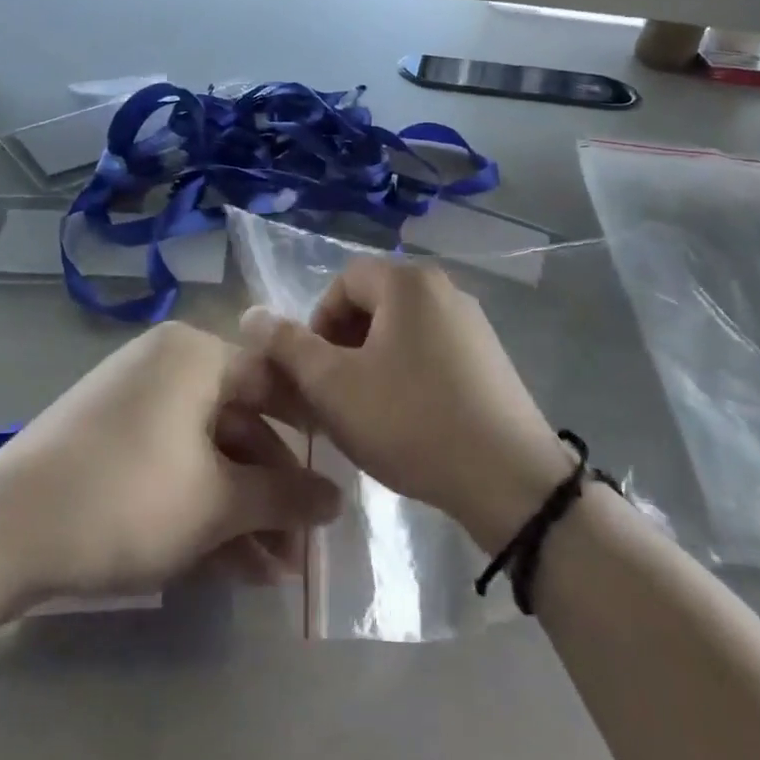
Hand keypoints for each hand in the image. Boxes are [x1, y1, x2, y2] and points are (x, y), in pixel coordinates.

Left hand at [0, 321, 341, 607]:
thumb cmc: (126, 498)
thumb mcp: (216, 501)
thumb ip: (284, 497)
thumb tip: (338, 501)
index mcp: (196, 354)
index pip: (273, 381)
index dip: (310, 432)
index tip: (338, 477)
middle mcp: (168, 366)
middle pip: (241, 424)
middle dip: (273, 492)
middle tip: (305, 547)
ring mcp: (136, 404)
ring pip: (208, 454)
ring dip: (242, 511)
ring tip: (275, 574)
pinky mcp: (111, 443)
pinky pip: (174, 466)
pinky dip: (202, 509)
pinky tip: (233, 566)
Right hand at [240, 258, 574, 553]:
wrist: (508, 478)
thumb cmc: (410, 420)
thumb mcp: (333, 385)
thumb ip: (287, 346)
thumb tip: (251, 313)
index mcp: (408, 282)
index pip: (343, 282)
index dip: (317, 323)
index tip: (315, 373)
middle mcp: (444, 289)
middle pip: (374, 304)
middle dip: (344, 346)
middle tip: (336, 395)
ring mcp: (473, 324)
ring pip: (402, 331)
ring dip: (374, 364)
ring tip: (368, 413)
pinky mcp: (491, 359)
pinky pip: (433, 352)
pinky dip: (409, 375)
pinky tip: (409, 421)